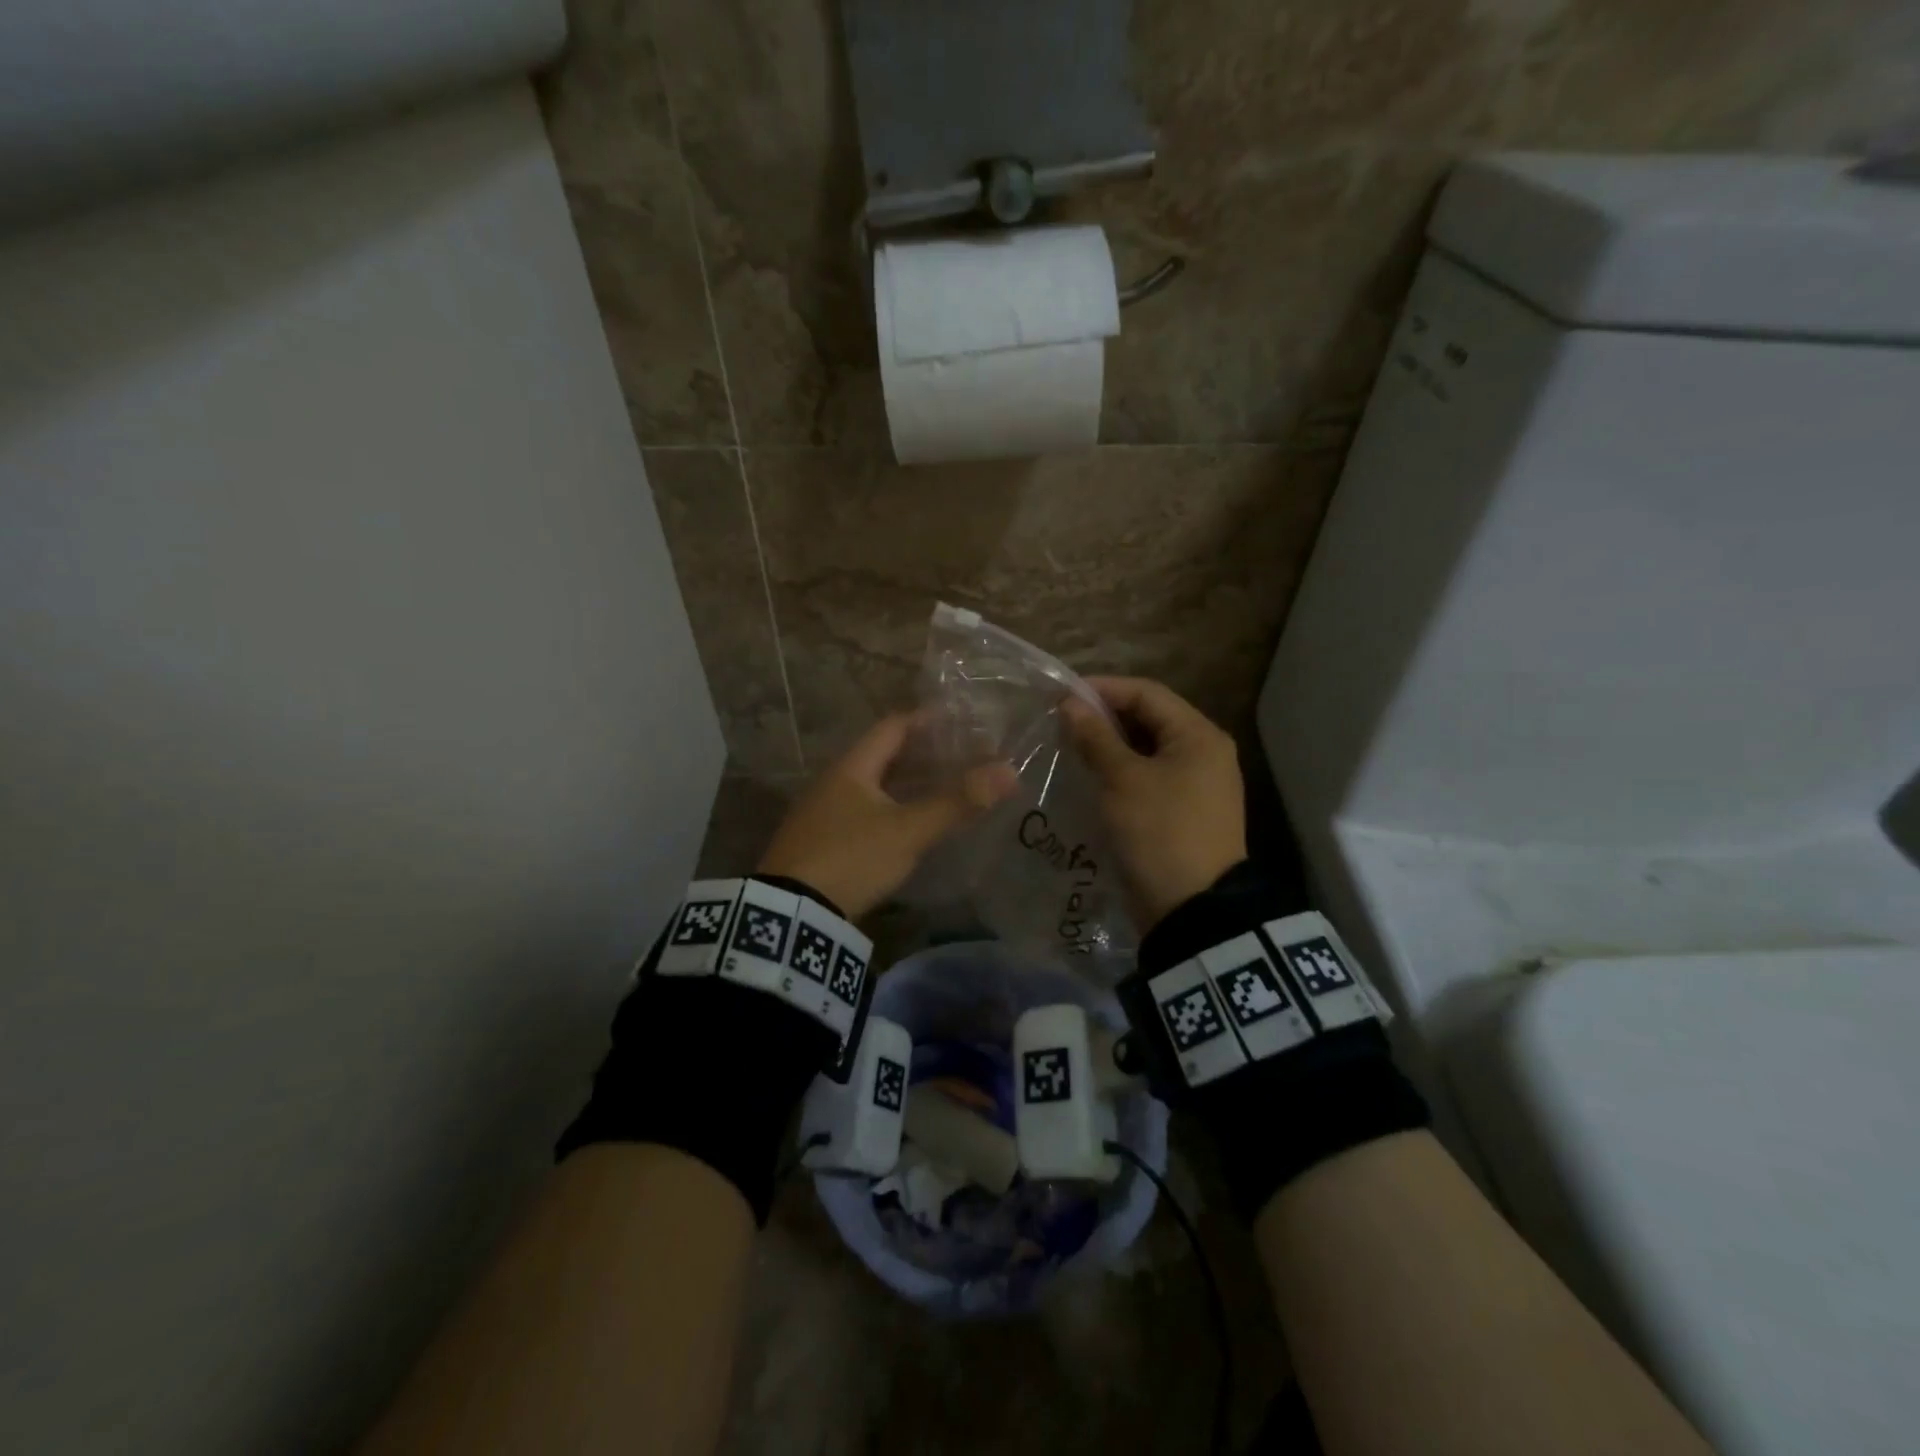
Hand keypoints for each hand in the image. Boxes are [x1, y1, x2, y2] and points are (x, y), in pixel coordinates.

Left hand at [756, 713, 1017, 920]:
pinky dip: (894, 808)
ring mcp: (824, 812)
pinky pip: (866, 811)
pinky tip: (913, 824)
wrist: (793, 914)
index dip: (928, 721)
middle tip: (964, 758)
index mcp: (851, 767)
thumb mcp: (908, 831)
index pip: (893, 727)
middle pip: (884, 756)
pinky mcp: (823, 841)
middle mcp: (834, 781)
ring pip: (875, 786)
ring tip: (946, 789)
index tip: (962, 722)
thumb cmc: (852, 858)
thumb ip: (956, 802)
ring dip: (909, 784)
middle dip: (924, 755)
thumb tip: (1009, 771)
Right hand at [1060, 677, 1246, 930]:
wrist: (1193, 910)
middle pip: (1149, 719)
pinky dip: (1121, 772)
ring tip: (1069, 747)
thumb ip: (1096, 738)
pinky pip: (1149, 777)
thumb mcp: (1123, 781)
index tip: (1061, 695)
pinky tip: (1091, 777)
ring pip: (1146, 750)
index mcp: (1199, 735)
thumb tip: (1071, 704)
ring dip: (1110, 746)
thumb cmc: (1160, 832)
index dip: (1104, 689)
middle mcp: (1204, 753)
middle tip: (1061, 722)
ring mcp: (1197, 784)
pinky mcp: (1184, 811)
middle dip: (1105, 718)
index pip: (1147, 693)